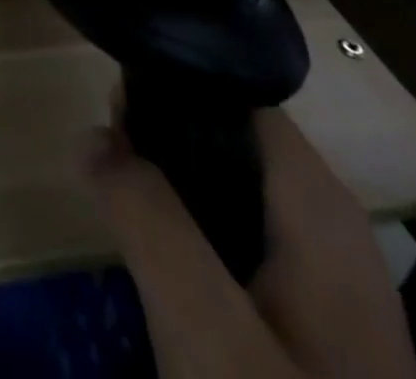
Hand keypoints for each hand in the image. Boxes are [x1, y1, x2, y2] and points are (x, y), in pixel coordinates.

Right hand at [88, 108, 415, 378]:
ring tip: (117, 203)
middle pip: (227, 138)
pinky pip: (234, 240)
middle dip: (159, 140)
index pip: (236, 95)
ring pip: (226, 190)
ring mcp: (321, 277)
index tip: (109, 105)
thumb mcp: (206, 329)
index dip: (169, 86)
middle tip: (104, 162)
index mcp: (318, 205)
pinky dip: (190, 234)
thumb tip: (89, 135)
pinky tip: (161, 265)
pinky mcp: (307, 321)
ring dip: (168, 189)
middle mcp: (326, 224)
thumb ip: (146, 218)